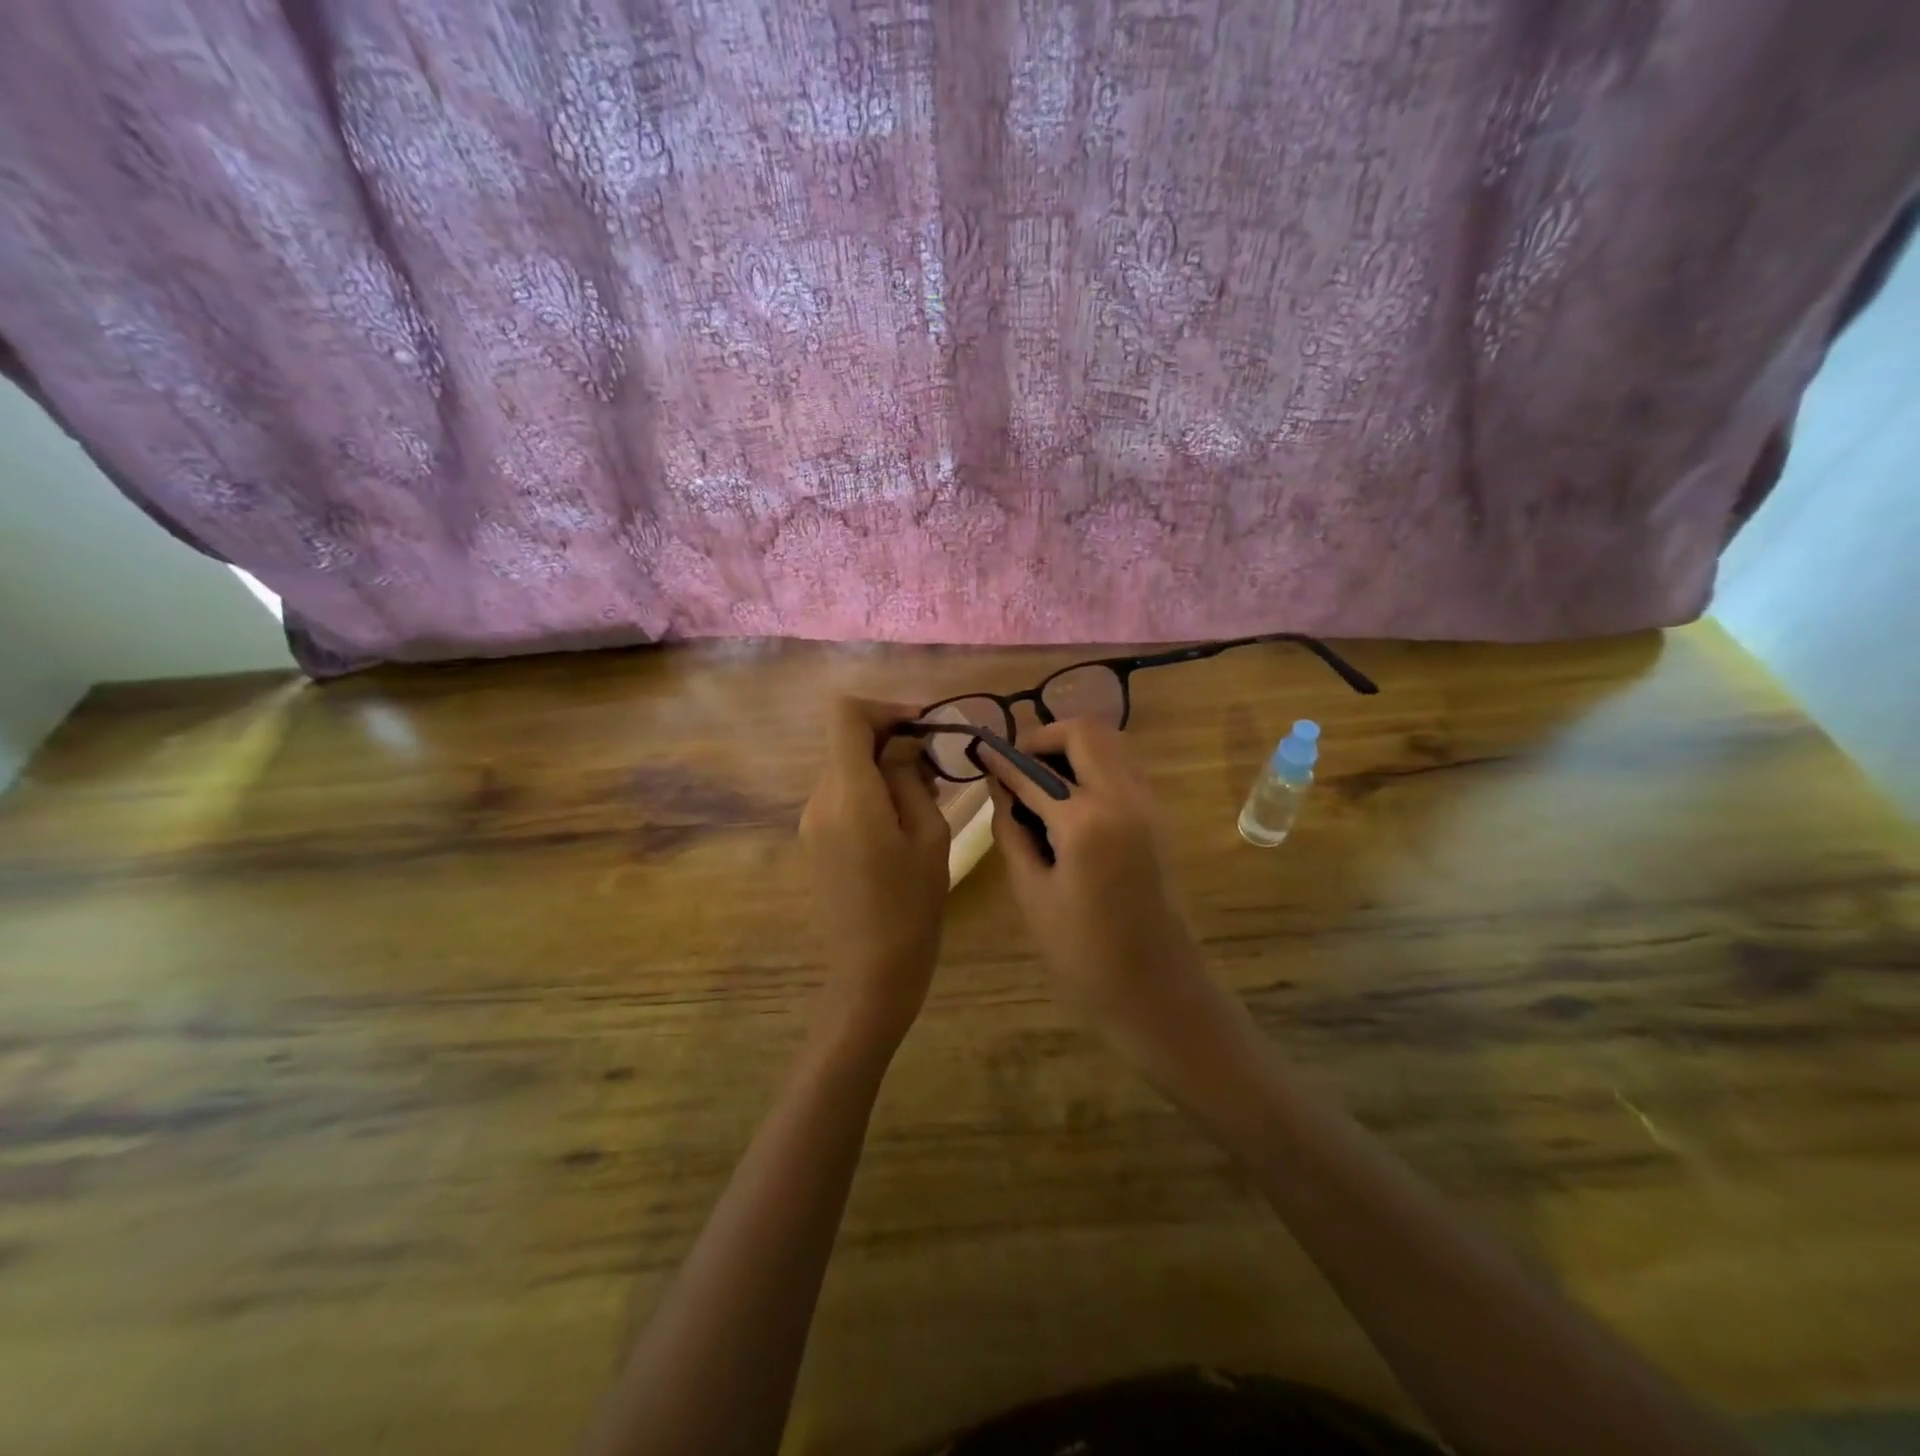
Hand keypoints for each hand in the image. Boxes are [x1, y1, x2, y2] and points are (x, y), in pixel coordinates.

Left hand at [798, 697, 949, 1054]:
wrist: (871, 971)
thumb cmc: (912, 905)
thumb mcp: (928, 835)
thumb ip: (911, 778)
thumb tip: (903, 746)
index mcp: (849, 794)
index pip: (846, 716)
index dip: (884, 709)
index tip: (922, 728)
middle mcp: (820, 799)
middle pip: (847, 742)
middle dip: (891, 742)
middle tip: (935, 770)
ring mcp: (811, 821)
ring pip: (847, 769)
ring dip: (883, 769)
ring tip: (925, 800)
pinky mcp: (814, 840)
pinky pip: (842, 796)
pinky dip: (871, 792)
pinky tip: (900, 823)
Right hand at [981, 721, 1228, 1071]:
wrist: (1158, 990)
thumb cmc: (1083, 954)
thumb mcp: (1032, 893)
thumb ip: (1012, 831)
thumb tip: (1001, 790)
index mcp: (1085, 821)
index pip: (1033, 771)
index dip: (1001, 758)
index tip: (979, 749)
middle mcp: (1123, 797)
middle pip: (1085, 731)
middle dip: (1044, 737)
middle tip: (1017, 764)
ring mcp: (1149, 803)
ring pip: (1110, 743)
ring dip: (1072, 748)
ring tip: (1040, 780)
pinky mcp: (1159, 816)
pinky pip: (1124, 767)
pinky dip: (1093, 766)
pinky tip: (1069, 800)